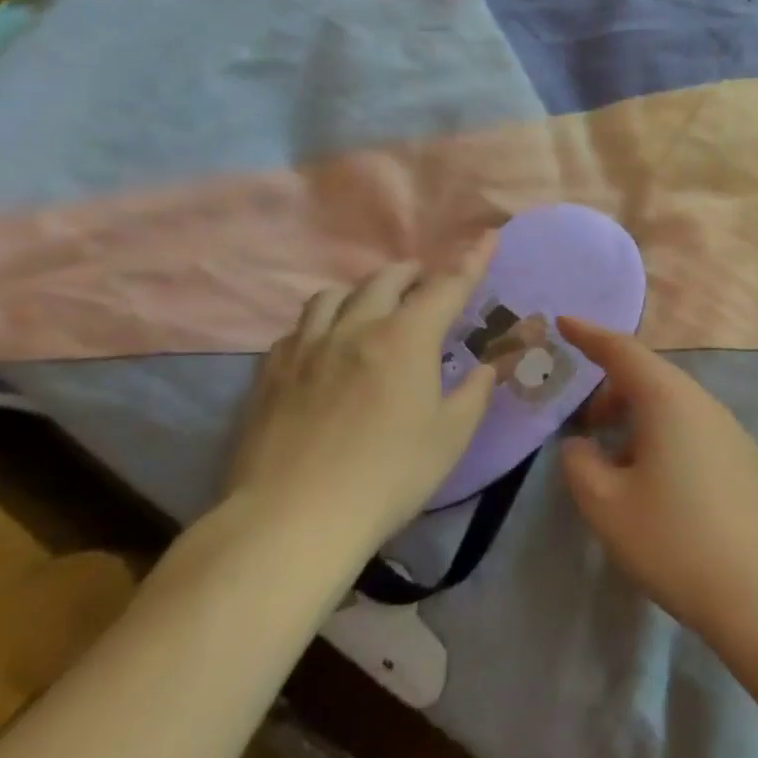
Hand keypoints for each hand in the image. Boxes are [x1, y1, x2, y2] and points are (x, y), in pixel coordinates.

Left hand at [225, 234, 498, 551]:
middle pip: (385, 280)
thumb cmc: (388, 476)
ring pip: (332, 296)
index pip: (447, 286)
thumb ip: (473, 393)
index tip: (488, 236)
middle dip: (412, 273)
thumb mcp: (450, 437)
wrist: (291, 521)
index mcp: (406, 339)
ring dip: (360, 292)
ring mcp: (306, 349)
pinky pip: (297, 329)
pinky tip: (323, 346)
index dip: (471, 260)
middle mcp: (355, 329)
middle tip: (424, 281)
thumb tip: (485, 367)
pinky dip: (320, 324)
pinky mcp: (270, 375)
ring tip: (371, 307)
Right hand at [556, 318, 757, 639]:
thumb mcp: (607, 506)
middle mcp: (703, 402)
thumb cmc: (673, 540)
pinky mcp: (741, 456)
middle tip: (583, 429)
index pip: (623, 351)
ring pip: (671, 405)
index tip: (563, 322)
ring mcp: (728, 428)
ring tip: (614, 466)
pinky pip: (691, 427)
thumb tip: (583, 446)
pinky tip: (652, 483)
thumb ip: (580, 464)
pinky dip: (661, 436)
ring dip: (636, 419)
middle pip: (649, 377)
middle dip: (611, 392)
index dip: (590, 335)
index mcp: (669, 399)